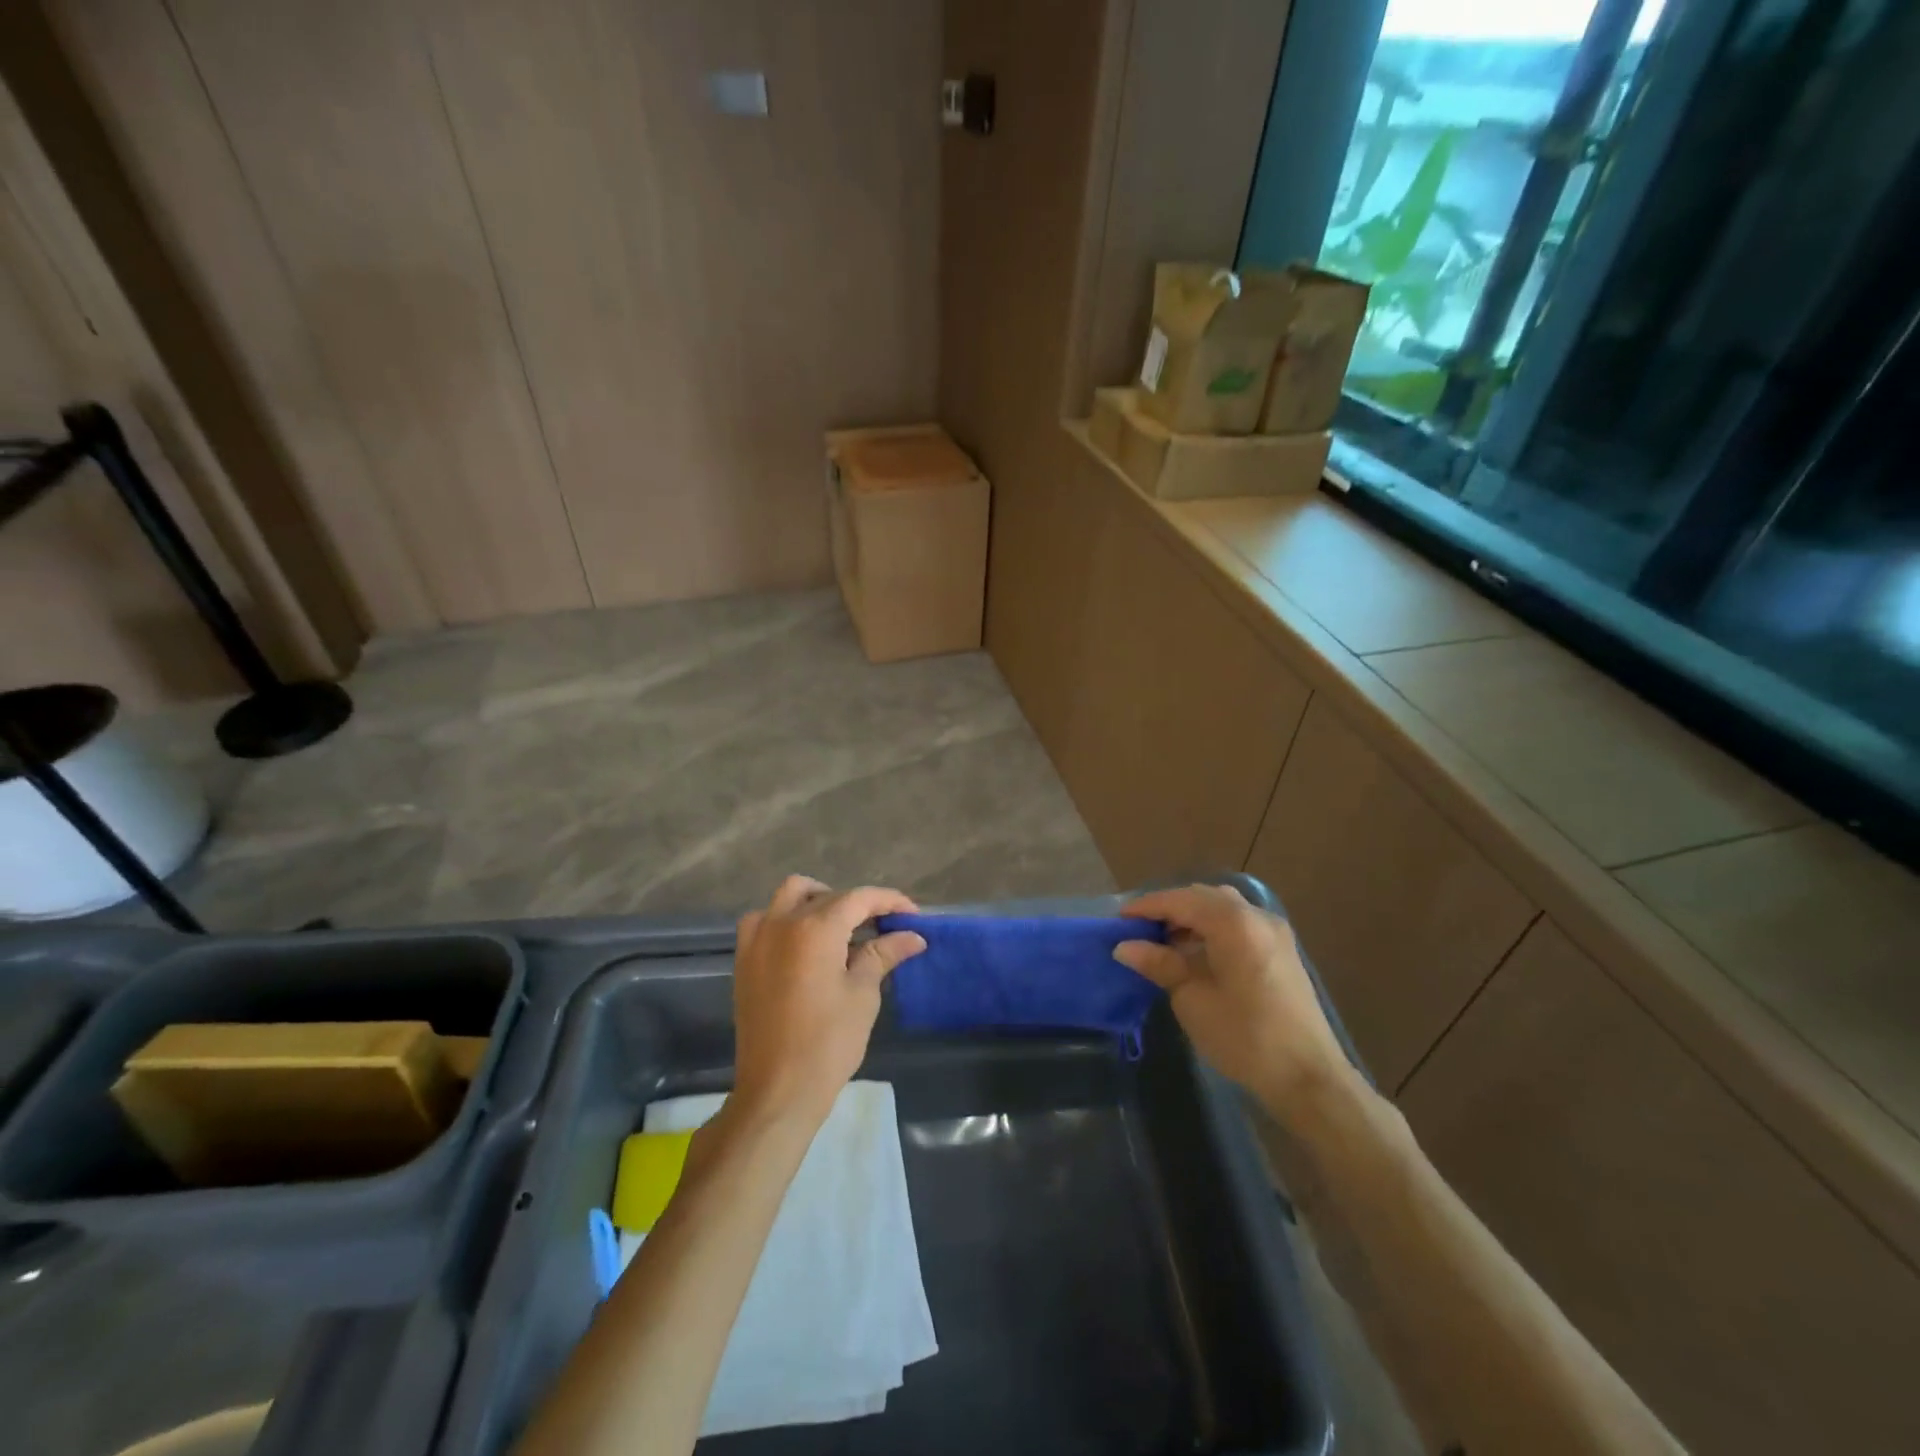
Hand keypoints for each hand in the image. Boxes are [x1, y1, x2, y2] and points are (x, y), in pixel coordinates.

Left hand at [730, 875, 925, 1125]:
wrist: (777, 1090)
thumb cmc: (828, 1042)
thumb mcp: (863, 994)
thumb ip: (883, 954)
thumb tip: (912, 936)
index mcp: (815, 929)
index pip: (859, 898)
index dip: (890, 901)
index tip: (913, 915)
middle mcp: (782, 922)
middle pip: (827, 895)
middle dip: (858, 904)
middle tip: (883, 926)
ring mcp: (757, 939)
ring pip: (790, 896)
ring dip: (819, 900)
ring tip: (842, 927)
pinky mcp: (744, 959)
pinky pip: (764, 919)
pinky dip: (786, 918)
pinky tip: (805, 943)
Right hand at [1115, 884, 1347, 1104]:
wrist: (1309, 1078)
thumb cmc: (1245, 1037)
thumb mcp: (1193, 1000)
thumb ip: (1160, 964)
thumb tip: (1125, 947)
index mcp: (1234, 923)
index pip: (1180, 900)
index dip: (1147, 907)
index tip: (1118, 920)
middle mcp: (1256, 916)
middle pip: (1203, 897)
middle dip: (1169, 908)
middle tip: (1138, 929)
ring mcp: (1274, 932)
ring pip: (1223, 908)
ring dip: (1191, 917)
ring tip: (1163, 942)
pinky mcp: (1281, 950)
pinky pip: (1239, 923)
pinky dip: (1212, 928)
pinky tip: (1195, 953)